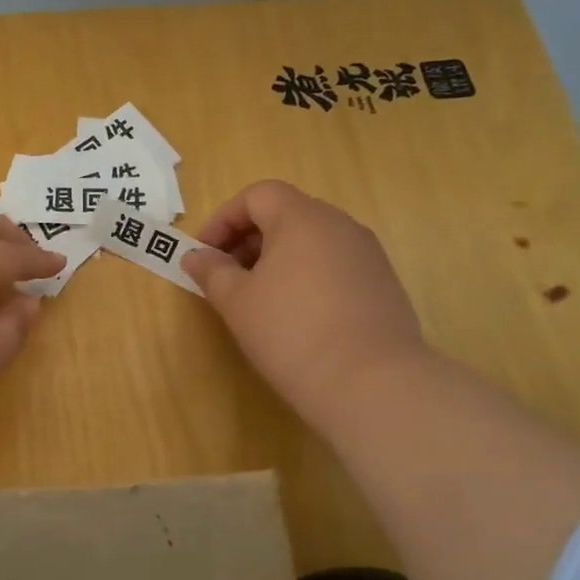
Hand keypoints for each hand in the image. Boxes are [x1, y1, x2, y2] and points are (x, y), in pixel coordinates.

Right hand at [182, 180, 428, 428]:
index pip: (257, 195)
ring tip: (259, 299)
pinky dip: (307, 276)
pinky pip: (335, 264)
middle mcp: (340, 225)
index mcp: (302, 218)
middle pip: (286, 214)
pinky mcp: (383, 284)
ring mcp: (367, 254)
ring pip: (312, 241)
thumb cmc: (291, 332)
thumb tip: (195, 256)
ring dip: (278, 259)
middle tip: (226, 277)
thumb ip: (212, 271)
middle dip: (248, 239)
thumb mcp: (237, 302)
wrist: (372, 384)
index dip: (224, 219)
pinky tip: (297, 316)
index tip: (204, 254)